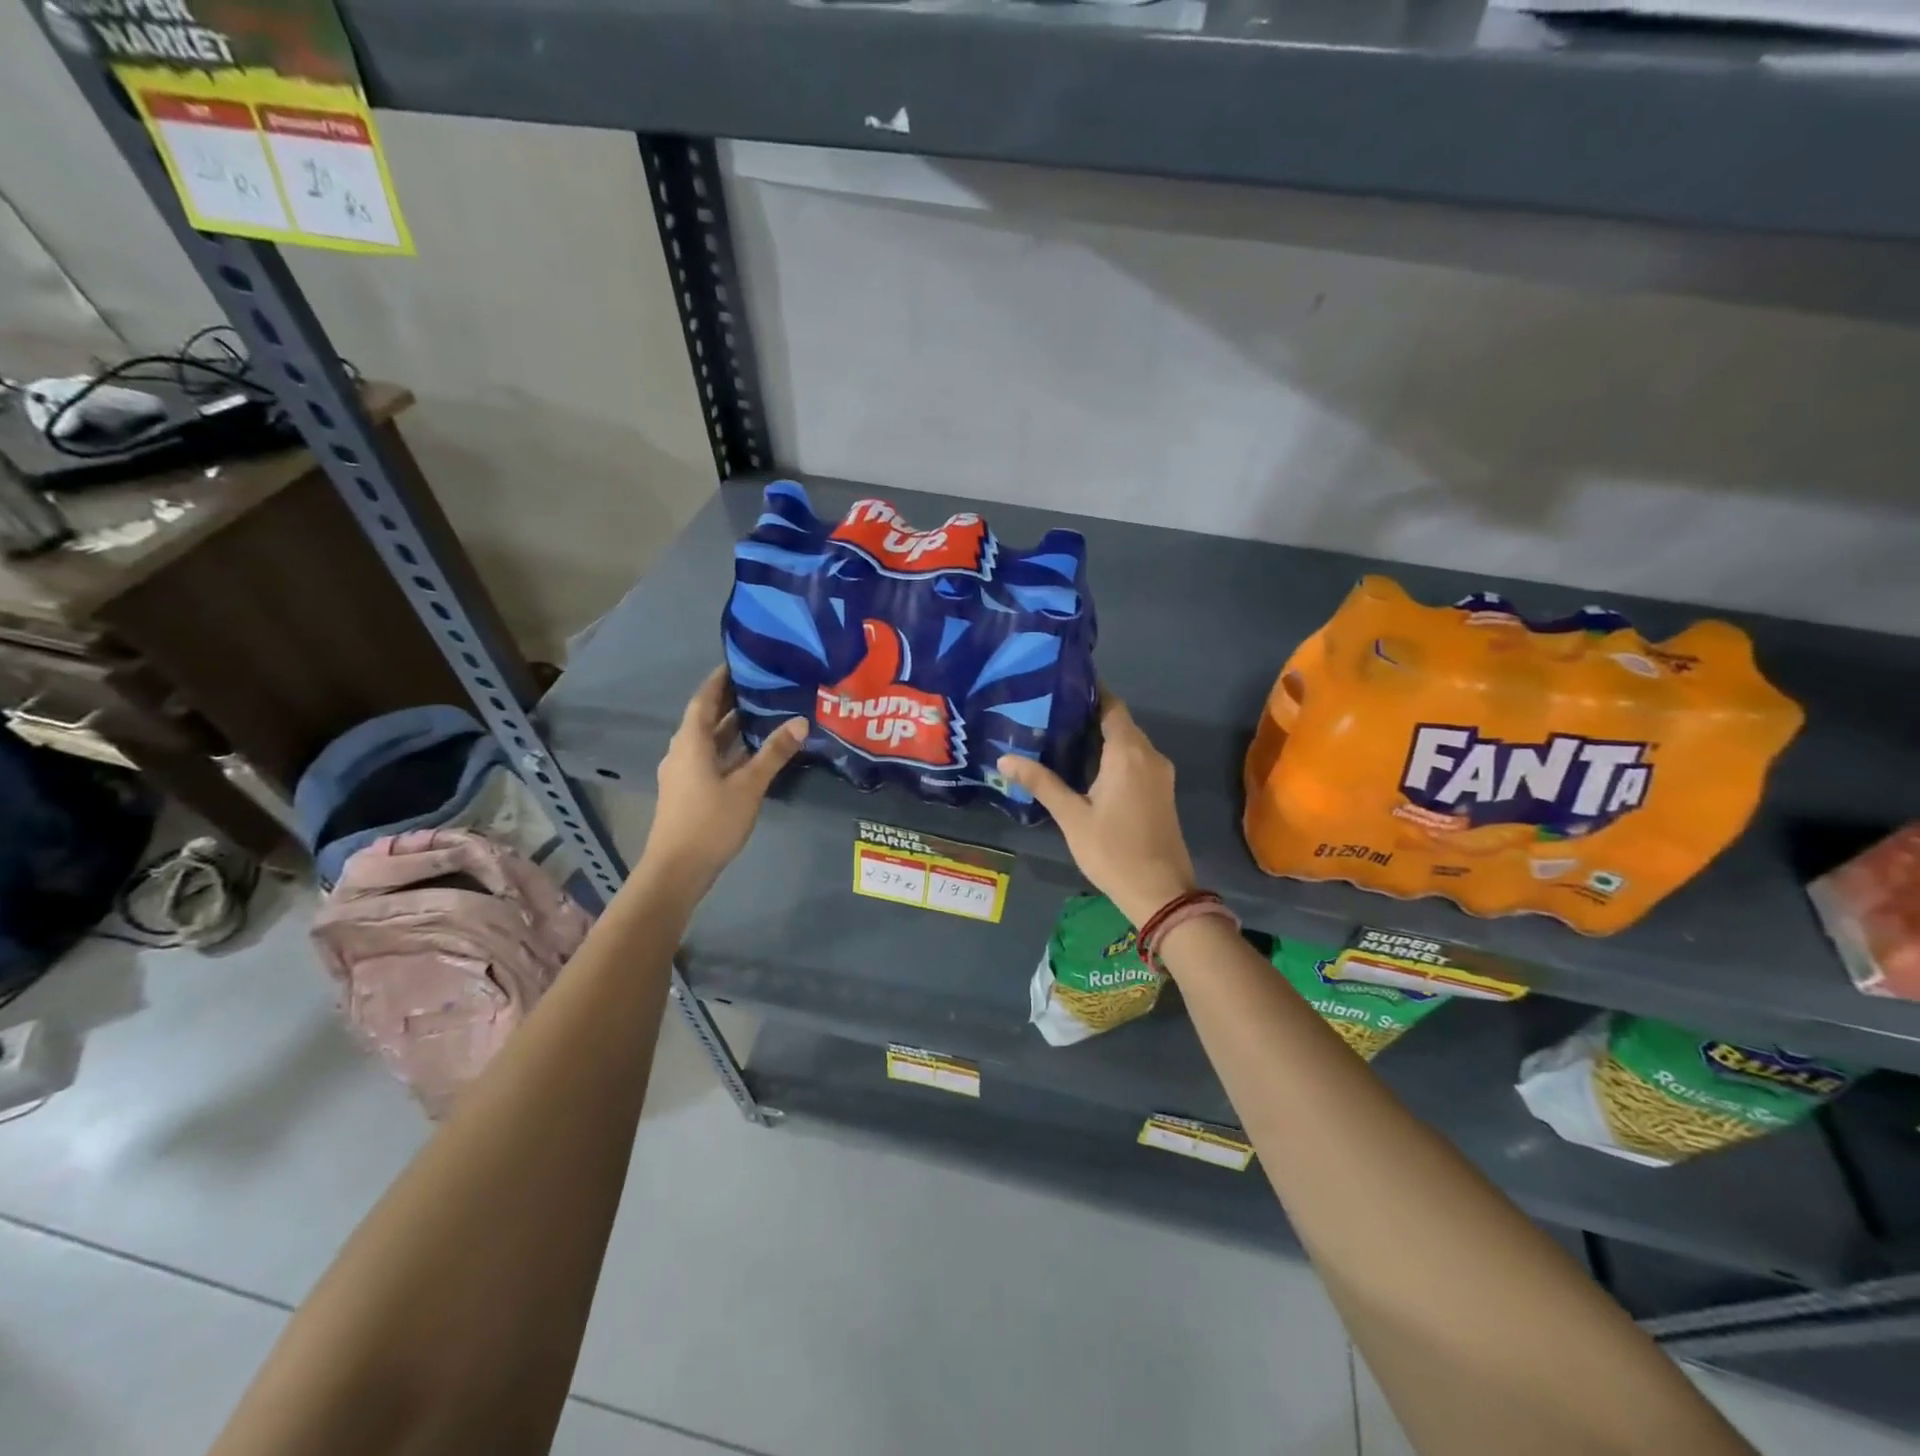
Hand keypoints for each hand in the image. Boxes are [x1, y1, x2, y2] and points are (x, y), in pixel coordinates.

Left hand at [639, 666, 806, 893]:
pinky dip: (729, 748)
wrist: (676, 869)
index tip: (741, 661)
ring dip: (731, 726)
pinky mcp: (688, 790)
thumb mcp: (748, 786)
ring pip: (708, 740)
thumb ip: (774, 753)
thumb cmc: (710, 822)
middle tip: (761, 684)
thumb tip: (800, 721)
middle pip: (705, 717)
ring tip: (762, 712)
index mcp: (691, 742)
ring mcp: (683, 772)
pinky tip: (752, 752)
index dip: (721, 679)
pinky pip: (709, 757)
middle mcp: (683, 750)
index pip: (704, 698)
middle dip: (730, 700)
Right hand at [997, 694, 1196, 926]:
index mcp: (1128, 753)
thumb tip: (1004, 758)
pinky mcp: (1161, 791)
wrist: (1161, 892)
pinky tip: (1085, 765)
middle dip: (1088, 714)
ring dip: (1100, 736)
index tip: (1060, 684)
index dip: (1089, 693)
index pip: (1111, 706)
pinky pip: (1135, 759)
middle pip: (1119, 722)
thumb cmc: (1113, 851)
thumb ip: (1041, 782)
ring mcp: (1160, 774)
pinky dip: (1113, 754)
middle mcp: (1149, 755)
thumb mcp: (1072, 816)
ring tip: (1060, 736)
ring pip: (1128, 742)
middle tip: (1049, 712)